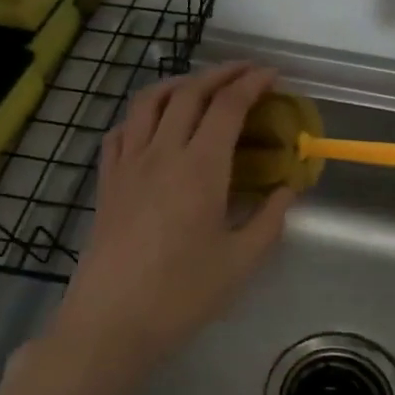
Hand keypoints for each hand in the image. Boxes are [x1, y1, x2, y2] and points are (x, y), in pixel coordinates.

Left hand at [45, 63, 293, 383]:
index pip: (228, 106)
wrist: (111, 321)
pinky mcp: (107, 181)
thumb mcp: (241, 261)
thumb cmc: (181, 293)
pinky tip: (153, 125)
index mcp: (200, 167)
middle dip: (221, 73)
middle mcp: (162, 152)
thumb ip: (270, 219)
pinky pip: (121, 130)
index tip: (272, 75)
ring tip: (200, 86)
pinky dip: (142, 114)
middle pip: (189, 92)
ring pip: (149, 102)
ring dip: (179, 83)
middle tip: (246, 73)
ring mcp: (128, 164)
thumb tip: (287, 189)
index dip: (252, 83)